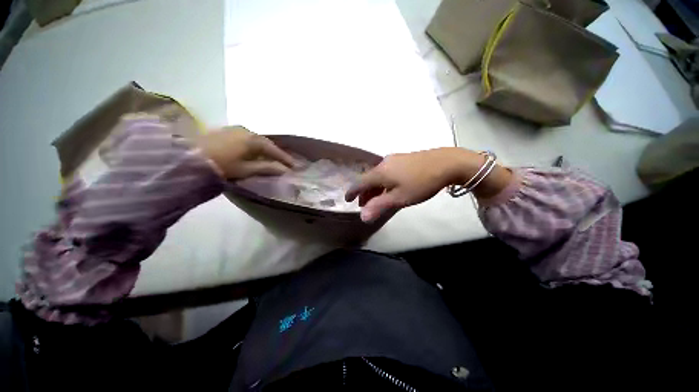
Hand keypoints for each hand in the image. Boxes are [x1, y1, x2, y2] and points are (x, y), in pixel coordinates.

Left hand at [195, 126, 296, 179]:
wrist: (187, 157)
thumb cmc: (221, 166)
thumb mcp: (246, 169)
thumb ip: (267, 168)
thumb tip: (284, 170)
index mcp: (253, 139)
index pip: (274, 149)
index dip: (285, 158)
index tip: (294, 166)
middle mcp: (246, 130)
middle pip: (266, 143)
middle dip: (275, 153)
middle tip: (284, 162)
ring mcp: (235, 129)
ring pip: (256, 140)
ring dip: (264, 149)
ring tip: (270, 158)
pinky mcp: (226, 131)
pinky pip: (246, 138)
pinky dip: (253, 146)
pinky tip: (253, 152)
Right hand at [345, 147, 511, 221]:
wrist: (447, 163)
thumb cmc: (421, 183)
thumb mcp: (399, 198)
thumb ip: (379, 206)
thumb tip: (362, 216)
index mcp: (380, 172)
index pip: (359, 182)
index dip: (352, 192)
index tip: (347, 199)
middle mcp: (383, 163)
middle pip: (368, 179)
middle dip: (364, 193)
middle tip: (364, 205)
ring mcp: (393, 159)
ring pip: (377, 176)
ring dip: (374, 188)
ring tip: (376, 200)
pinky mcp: (402, 159)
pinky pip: (386, 172)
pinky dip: (382, 182)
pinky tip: (389, 188)